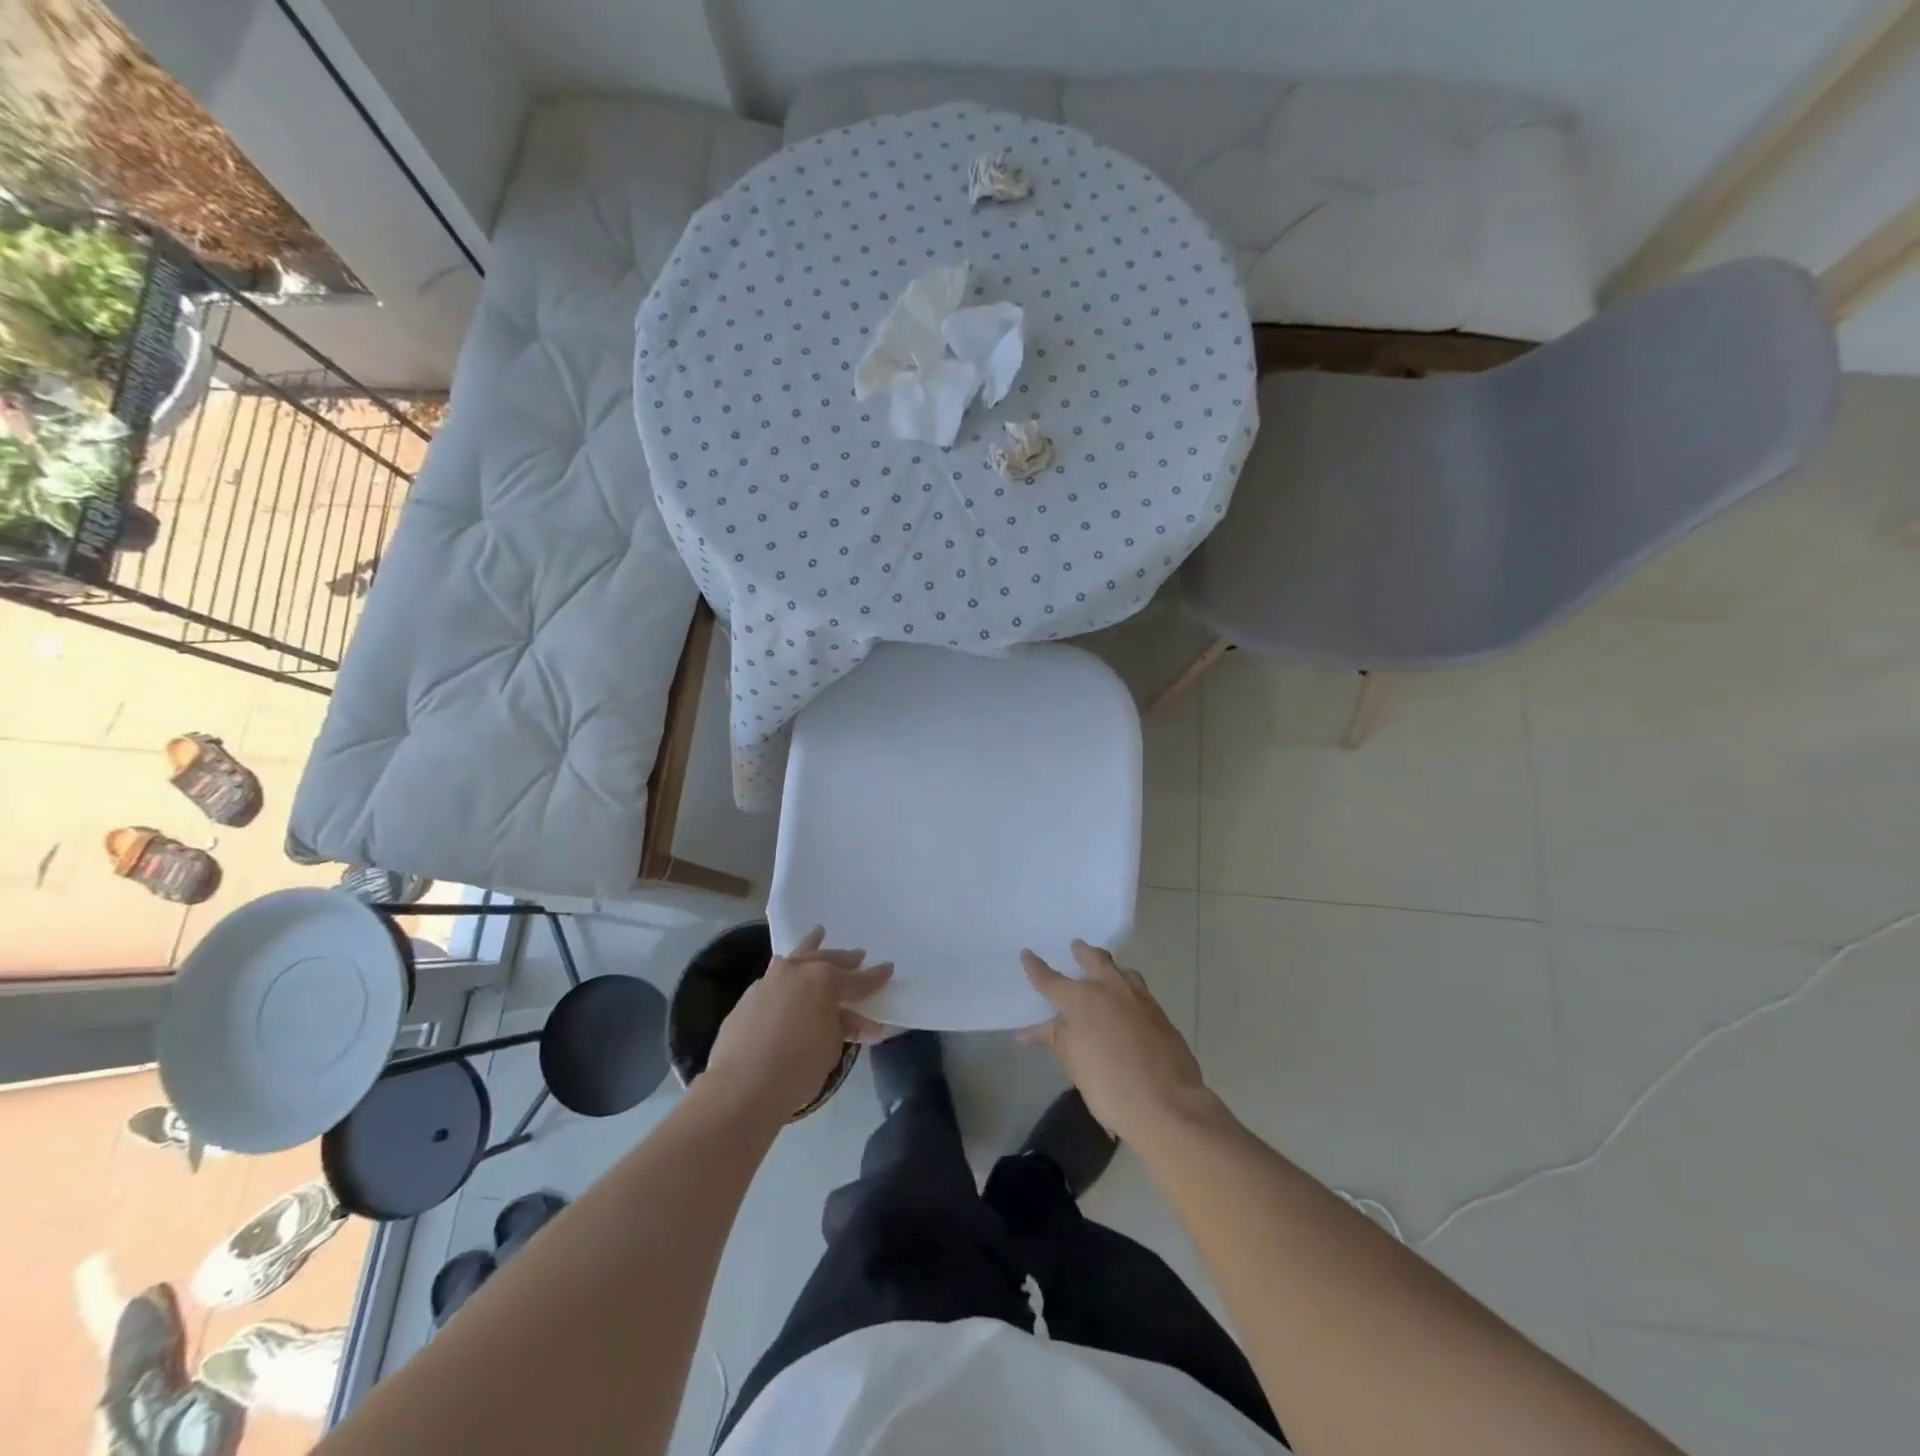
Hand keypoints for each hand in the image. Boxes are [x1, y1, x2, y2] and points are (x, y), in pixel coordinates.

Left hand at [704, 927, 891, 1120]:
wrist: (741, 1086)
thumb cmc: (798, 1067)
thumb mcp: (832, 1047)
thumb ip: (845, 1027)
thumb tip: (858, 1022)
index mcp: (826, 981)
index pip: (859, 979)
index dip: (875, 976)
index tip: (888, 968)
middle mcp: (798, 971)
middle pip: (827, 959)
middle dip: (845, 959)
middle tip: (858, 955)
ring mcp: (770, 980)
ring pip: (796, 956)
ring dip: (811, 947)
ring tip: (818, 934)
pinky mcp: (749, 995)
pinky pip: (775, 975)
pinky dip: (786, 972)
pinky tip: (786, 975)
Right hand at [1020, 940, 1210, 1143]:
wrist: (1167, 1104)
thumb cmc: (1109, 1085)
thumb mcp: (1073, 1062)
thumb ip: (1053, 1038)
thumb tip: (1028, 1031)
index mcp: (1082, 999)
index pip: (1051, 979)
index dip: (1036, 967)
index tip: (1027, 954)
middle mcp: (1111, 989)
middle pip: (1095, 959)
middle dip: (1083, 952)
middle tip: (1076, 947)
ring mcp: (1140, 999)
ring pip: (1123, 971)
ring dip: (1111, 967)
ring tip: (1105, 972)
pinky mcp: (1161, 1015)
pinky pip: (1140, 991)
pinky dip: (1129, 989)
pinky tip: (1128, 1005)